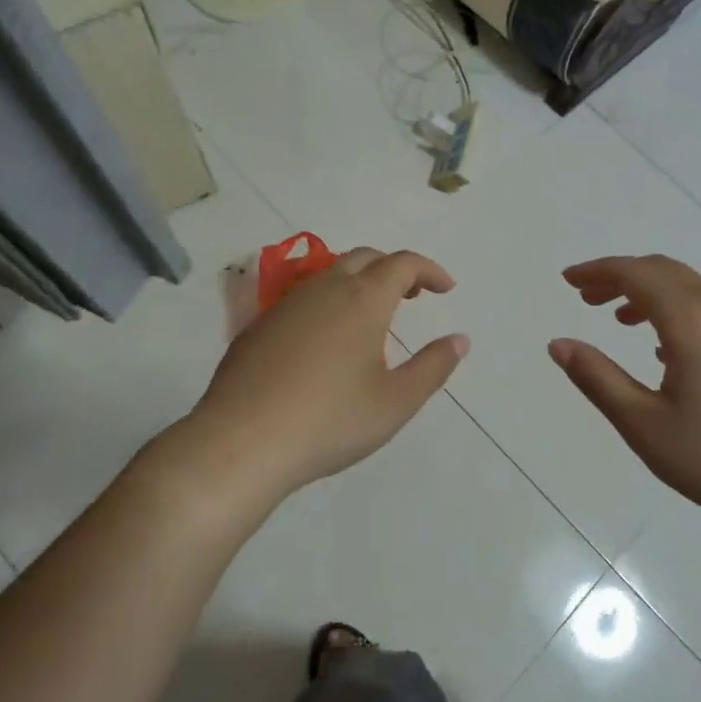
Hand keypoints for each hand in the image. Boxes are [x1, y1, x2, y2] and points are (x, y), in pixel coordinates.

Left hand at [183, 248, 467, 499]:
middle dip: (395, 269)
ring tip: (372, 316)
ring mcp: (286, 305)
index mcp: (363, 299)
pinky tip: (326, 341)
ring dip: (360, 281)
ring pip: (330, 274)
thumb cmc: (330, 421)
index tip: (446, 289)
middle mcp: (325, 289)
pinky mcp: (259, 326)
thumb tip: (460, 339)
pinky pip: (303, 298)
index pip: (403, 263)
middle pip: (366, 258)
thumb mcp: (396, 401)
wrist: (240, 443)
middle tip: (413, 294)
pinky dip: (329, 301)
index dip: (429, 270)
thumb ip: (433, 366)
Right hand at [549, 256, 700, 542]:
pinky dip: (676, 309)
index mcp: (690, 319)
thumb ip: (598, 379)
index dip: (598, 271)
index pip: (636, 273)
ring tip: (618, 318)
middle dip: (620, 277)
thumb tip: (558, 344)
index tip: (568, 280)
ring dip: (649, 292)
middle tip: (586, 296)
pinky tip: (665, 348)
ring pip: (688, 288)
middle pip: (662, 271)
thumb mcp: (645, 425)